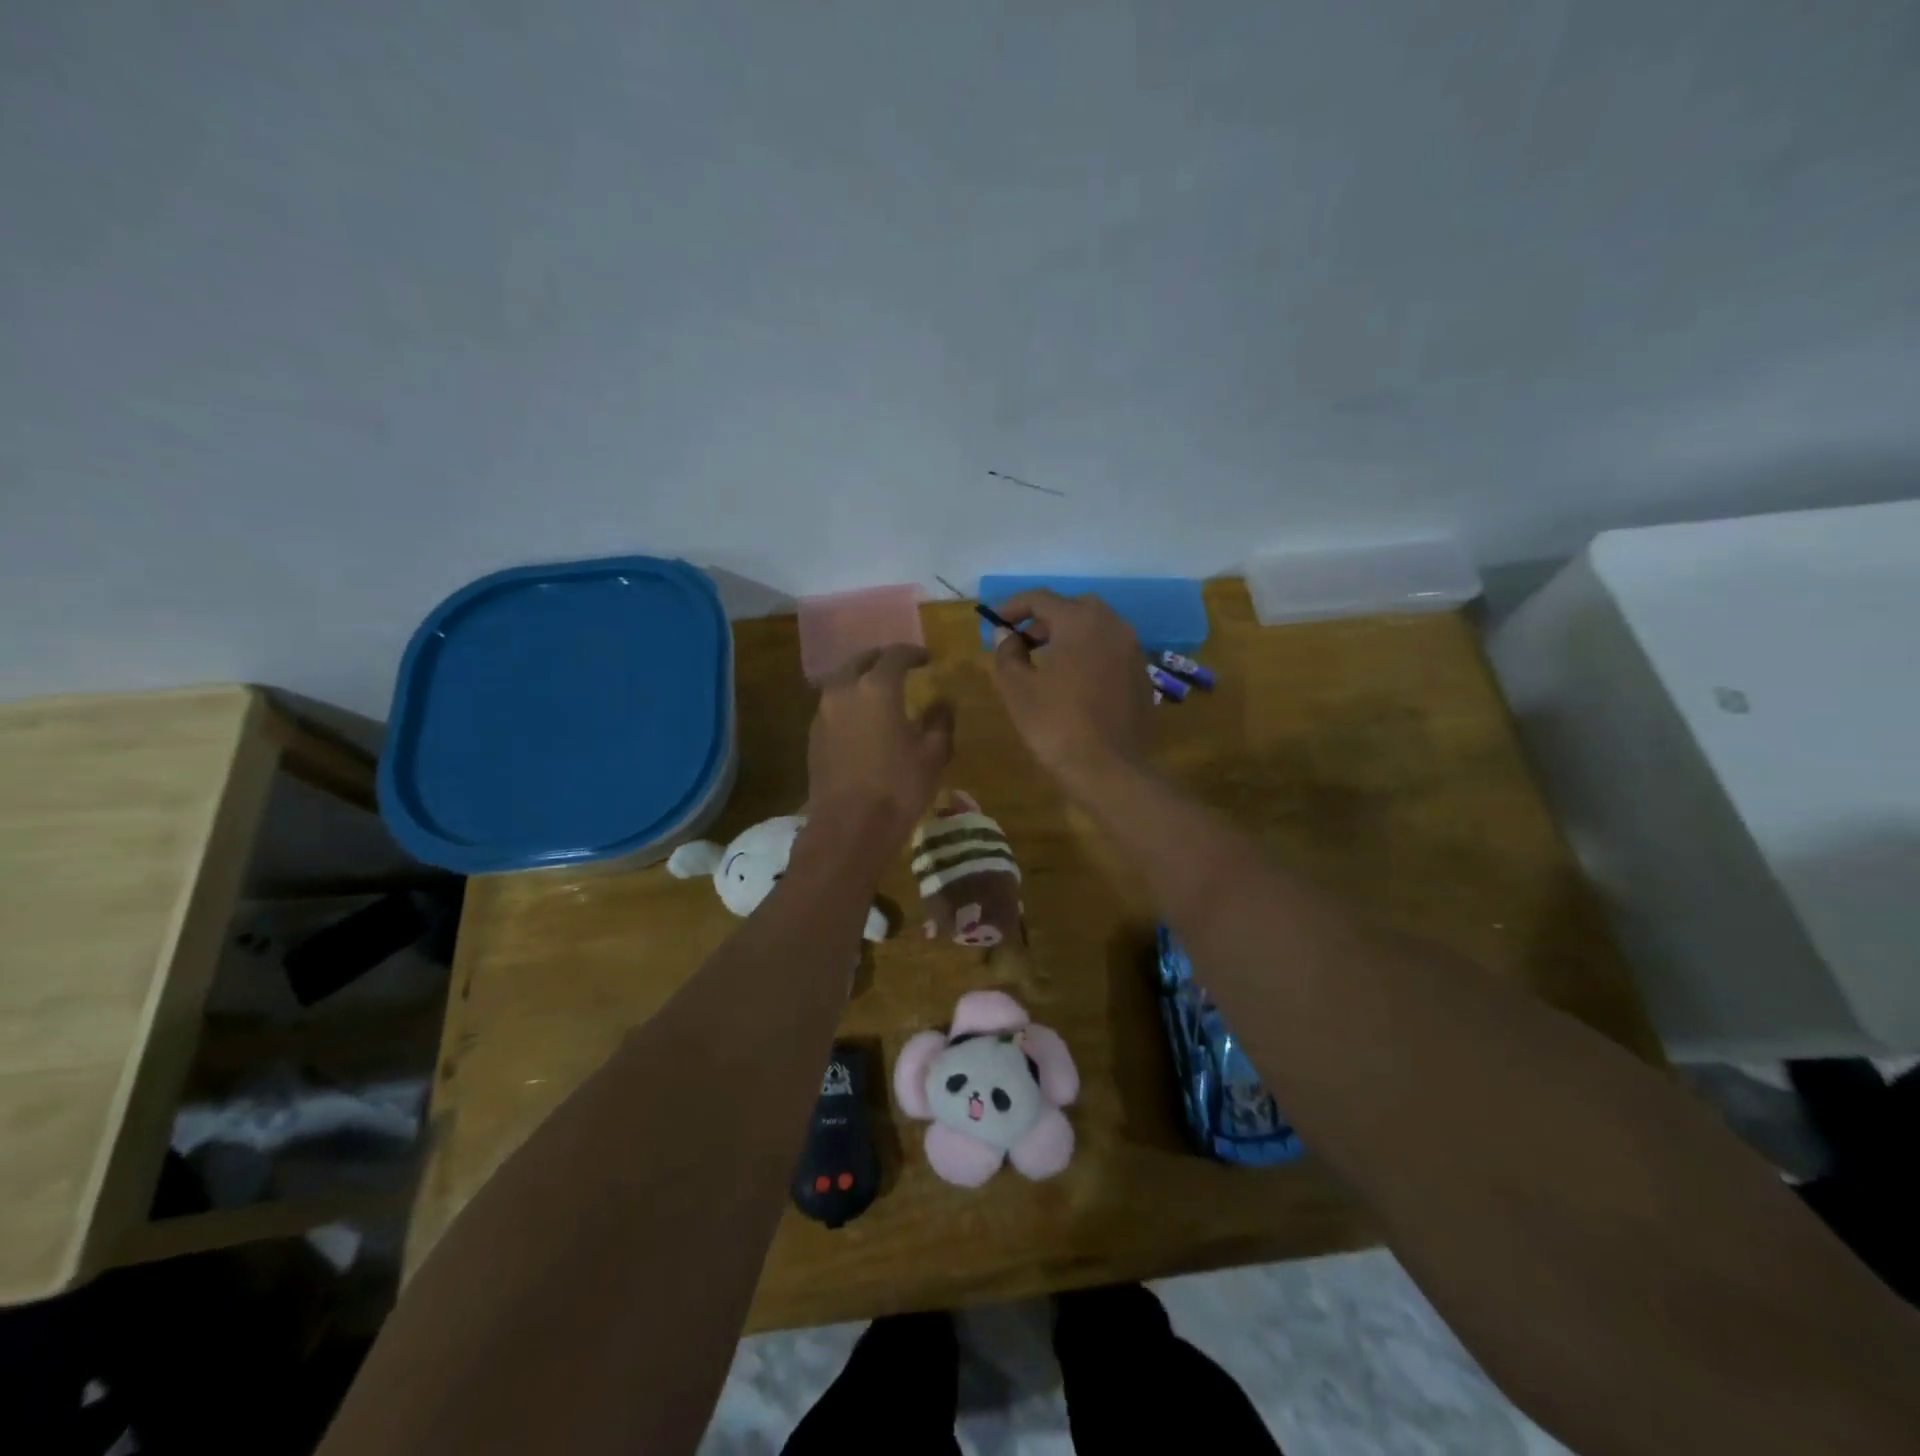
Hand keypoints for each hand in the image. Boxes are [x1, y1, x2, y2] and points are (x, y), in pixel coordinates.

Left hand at [806, 644, 954, 844]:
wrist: (849, 828)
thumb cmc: (899, 788)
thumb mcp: (933, 754)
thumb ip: (940, 721)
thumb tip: (944, 702)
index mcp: (877, 688)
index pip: (896, 655)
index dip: (914, 653)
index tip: (927, 659)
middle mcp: (844, 691)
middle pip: (860, 661)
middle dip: (881, 660)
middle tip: (900, 668)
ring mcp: (823, 713)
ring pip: (841, 681)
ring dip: (861, 679)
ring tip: (880, 692)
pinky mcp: (813, 736)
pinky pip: (833, 705)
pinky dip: (849, 702)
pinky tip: (863, 720)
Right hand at [991, 591, 1152, 796]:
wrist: (1108, 768)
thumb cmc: (1056, 724)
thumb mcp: (1017, 689)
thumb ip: (1007, 654)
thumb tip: (1006, 636)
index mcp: (1080, 621)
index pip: (1041, 598)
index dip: (1014, 607)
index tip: (996, 622)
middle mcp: (1112, 625)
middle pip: (1073, 608)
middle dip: (1044, 620)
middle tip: (1022, 642)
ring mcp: (1132, 649)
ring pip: (1095, 628)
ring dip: (1069, 636)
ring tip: (1046, 661)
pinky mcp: (1142, 673)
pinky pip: (1110, 650)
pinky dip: (1089, 653)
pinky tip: (1075, 681)